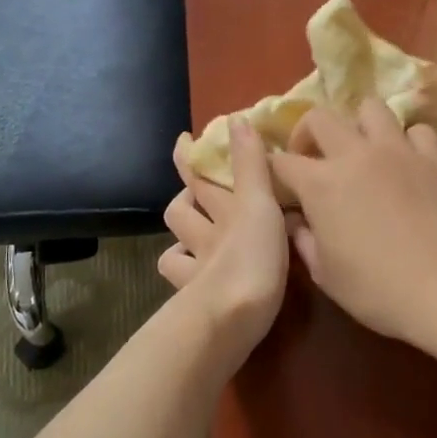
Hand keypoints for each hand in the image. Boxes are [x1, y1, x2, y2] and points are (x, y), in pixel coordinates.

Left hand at [159, 119, 290, 360]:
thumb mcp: (259, 204)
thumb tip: (236, 118)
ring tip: (199, 231)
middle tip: (199, 187)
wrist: (231, 318)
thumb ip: (252, 165)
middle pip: (183, 210)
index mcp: (224, 211)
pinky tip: (198, 271)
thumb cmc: (252, 257)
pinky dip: (187, 271)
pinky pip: (184, 281)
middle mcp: (204, 236)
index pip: (199, 175)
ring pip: (177, 247)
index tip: (184, 139)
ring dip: (184, 236)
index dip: (189, 156)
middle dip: (188, 196)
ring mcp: (197, 270)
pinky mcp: (198, 300)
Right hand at [269, 98, 436, 344]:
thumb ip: (304, 240)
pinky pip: (417, 130)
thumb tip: (296, 220)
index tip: (278, 184)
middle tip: (314, 159)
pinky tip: (407, 163)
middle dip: (307, 133)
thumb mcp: (325, 274)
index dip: (273, 170)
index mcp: (320, 184)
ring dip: (359, 125)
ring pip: (371, 108)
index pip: (281, 161)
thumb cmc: (375, 290)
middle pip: (320, 117)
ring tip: (363, 150)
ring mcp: (399, 151)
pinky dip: (407, 141)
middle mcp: (356, 155)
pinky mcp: (435, 158)